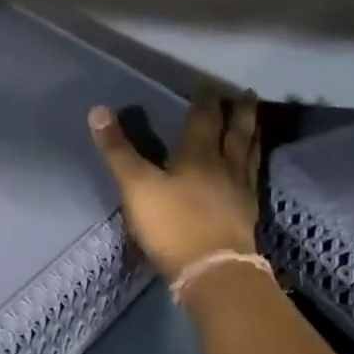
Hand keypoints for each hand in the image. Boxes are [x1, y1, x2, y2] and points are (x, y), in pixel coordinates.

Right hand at [89, 90, 261, 280]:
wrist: (212, 268)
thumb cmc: (172, 224)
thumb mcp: (137, 186)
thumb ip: (118, 150)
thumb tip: (98, 110)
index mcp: (199, 156)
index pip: (203, 120)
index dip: (204, 101)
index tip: (207, 84)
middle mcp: (226, 167)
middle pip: (236, 132)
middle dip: (239, 112)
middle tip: (245, 93)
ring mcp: (240, 191)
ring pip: (249, 153)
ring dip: (252, 134)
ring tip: (255, 121)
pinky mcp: (247, 215)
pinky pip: (252, 179)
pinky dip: (253, 166)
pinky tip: (250, 170)